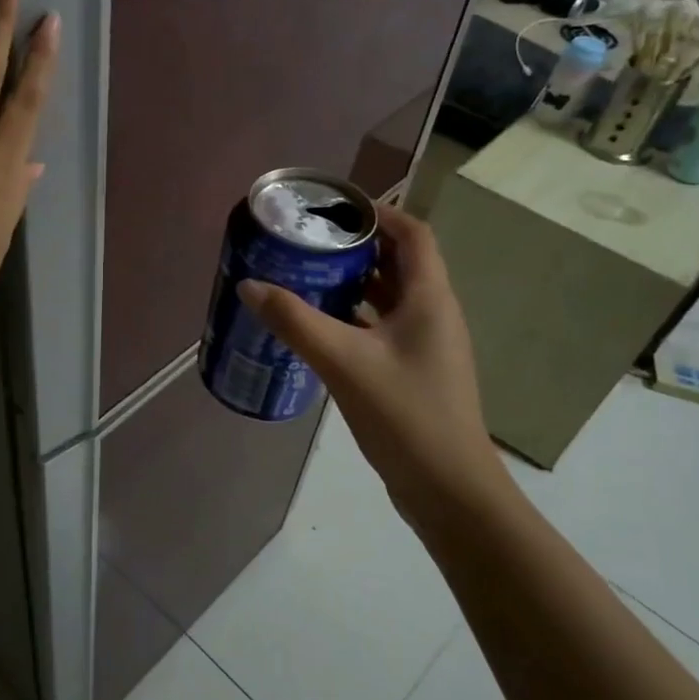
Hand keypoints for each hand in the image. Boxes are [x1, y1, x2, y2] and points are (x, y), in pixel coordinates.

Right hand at [237, 204, 503, 512]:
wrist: (448, 489)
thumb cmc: (405, 414)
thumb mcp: (343, 362)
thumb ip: (295, 321)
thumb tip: (250, 285)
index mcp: (429, 298)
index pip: (413, 234)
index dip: (379, 214)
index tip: (334, 210)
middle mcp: (433, 314)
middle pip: (399, 263)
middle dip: (356, 248)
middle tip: (308, 243)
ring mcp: (426, 346)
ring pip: (389, 298)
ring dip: (353, 284)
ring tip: (306, 278)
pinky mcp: (413, 372)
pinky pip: (382, 329)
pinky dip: (354, 319)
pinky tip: (319, 329)